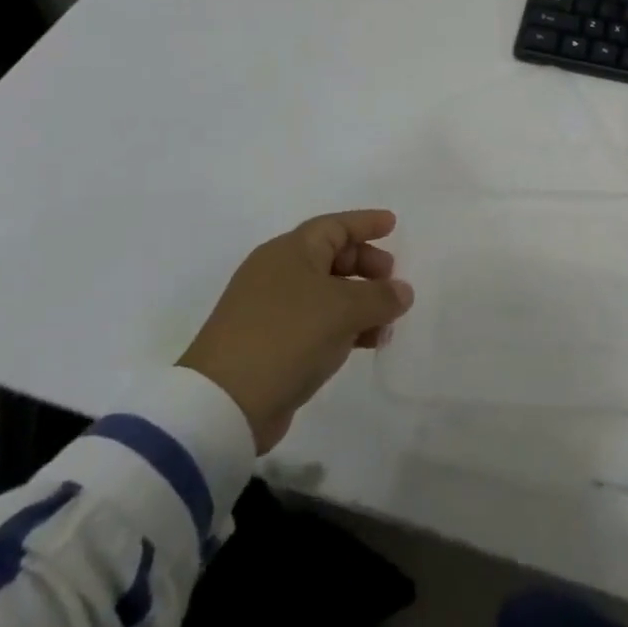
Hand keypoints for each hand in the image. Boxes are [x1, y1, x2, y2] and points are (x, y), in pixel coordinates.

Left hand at [178, 210, 412, 453]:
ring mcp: (271, 310)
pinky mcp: (270, 343)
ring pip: (327, 293)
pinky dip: (345, 326)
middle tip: (392, 278)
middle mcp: (277, 274)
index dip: (365, 223)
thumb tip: (402, 291)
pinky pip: (318, 322)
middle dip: (365, 265)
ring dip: (360, 301)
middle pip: (330, 257)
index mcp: (289, 252)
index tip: (393, 224)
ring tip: (389, 319)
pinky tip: (367, 342)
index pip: (334, 226)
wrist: (225, 402)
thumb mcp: (345, 309)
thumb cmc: (288, 335)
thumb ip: (381, 296)